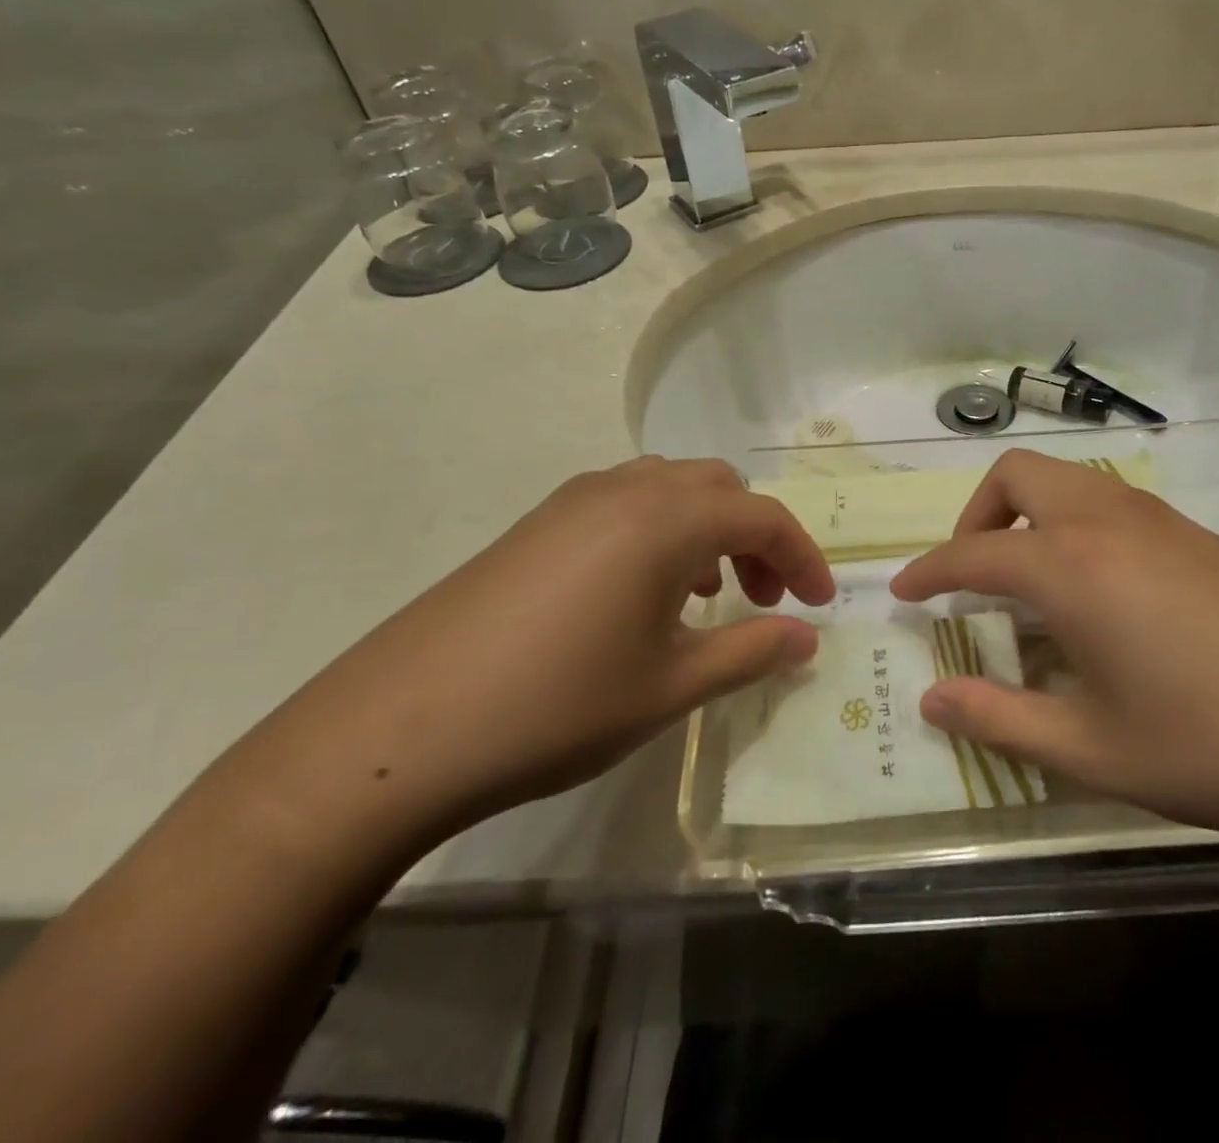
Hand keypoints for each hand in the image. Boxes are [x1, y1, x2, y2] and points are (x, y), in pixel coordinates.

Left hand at [270, 457, 834, 840]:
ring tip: (707, 594)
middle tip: (763, 598)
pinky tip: (643, 592)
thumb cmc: (556, 707)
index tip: (819, 604)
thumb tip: (807, 639)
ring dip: (707, 528)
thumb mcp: (669, 687)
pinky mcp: (537, 523)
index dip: (802, 557)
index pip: (762, 517)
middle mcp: (624, 490)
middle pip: (719, 488)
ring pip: (669, 488)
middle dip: (756, 536)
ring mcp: (573, 500)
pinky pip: (624, 502)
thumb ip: (749, 652)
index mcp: (665, 519)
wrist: (399, 730)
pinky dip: (659, 531)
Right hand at [890, 450, 1218, 850]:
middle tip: (972, 577)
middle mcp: (1107, 521)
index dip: (927, 572)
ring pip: (1067, 481)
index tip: (902, 592)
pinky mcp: (1201, 534)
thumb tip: (929, 700)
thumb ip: (1000, 720)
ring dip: (1029, 515)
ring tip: (1031, 587)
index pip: (971, 553)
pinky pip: (1110, 503)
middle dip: (976, 516)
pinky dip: (1075, 526)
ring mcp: (1160, 519)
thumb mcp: (1095, 750)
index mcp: (1070, 566)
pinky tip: (1102, 596)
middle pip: (1016, 476)